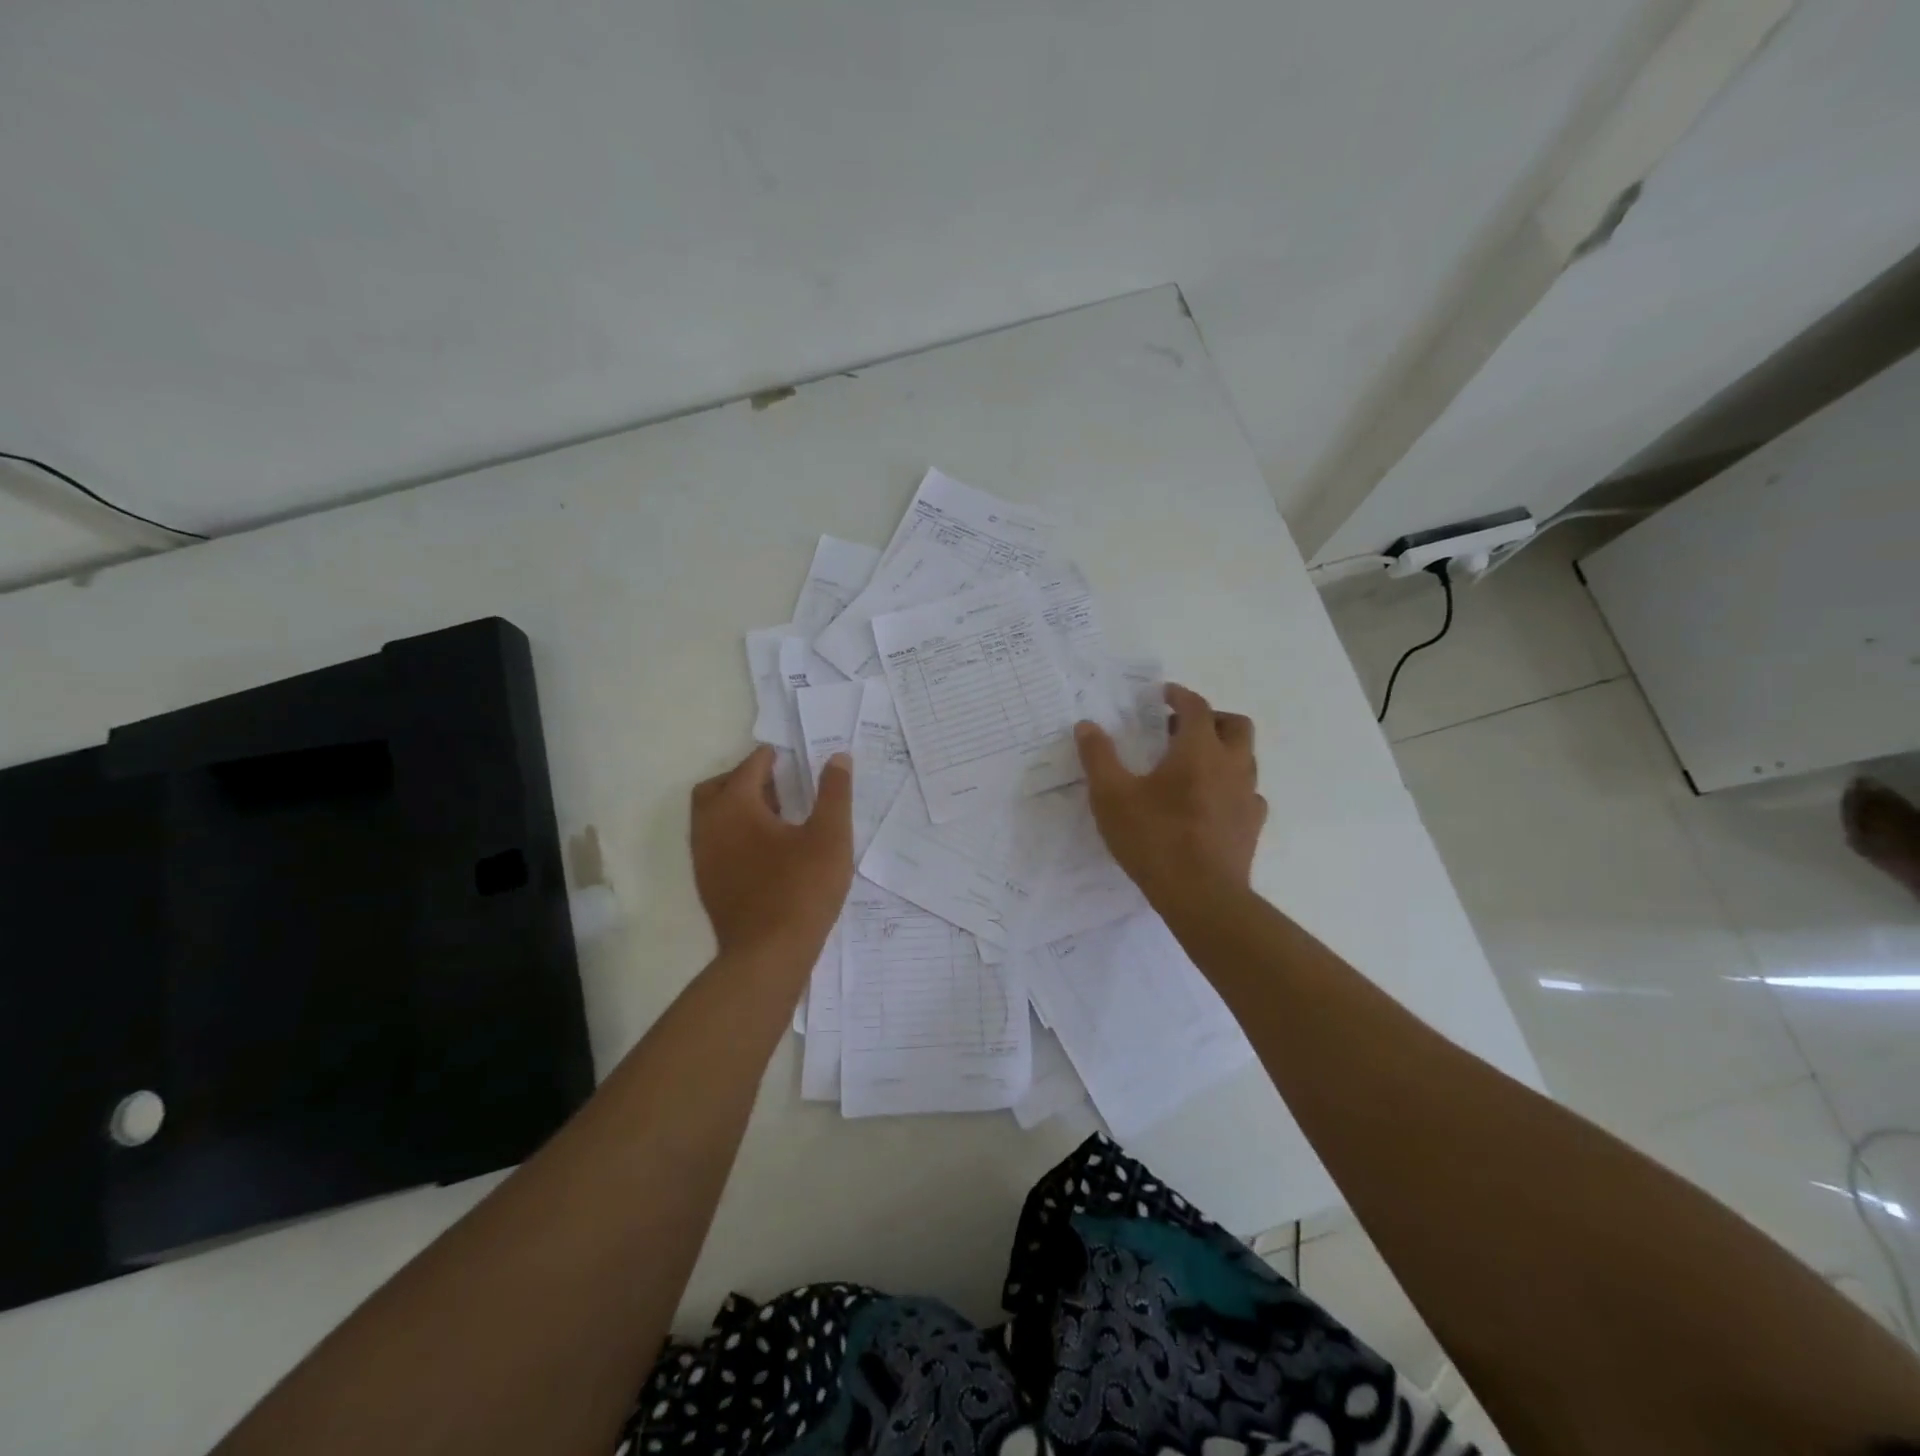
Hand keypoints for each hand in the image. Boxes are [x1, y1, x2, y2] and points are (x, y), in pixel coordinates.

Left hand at [690, 746, 853, 960]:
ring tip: (776, 816)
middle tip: (777, 784)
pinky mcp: (708, 884)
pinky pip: (715, 843)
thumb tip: (838, 757)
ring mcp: (704, 859)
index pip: (749, 768)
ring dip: (737, 807)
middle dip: (744, 779)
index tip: (787, 757)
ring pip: (712, 818)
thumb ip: (835, 793)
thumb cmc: (802, 889)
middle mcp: (710, 827)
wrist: (768, 955)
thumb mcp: (830, 836)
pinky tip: (766, 850)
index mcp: (735, 808)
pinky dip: (734, 833)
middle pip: (718, 788)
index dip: (768, 758)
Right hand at [1074, 683, 1266, 908]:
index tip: (1163, 695)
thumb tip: (1087, 726)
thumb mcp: (1111, 796)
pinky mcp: (1252, 825)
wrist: (1201, 896)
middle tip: (1181, 729)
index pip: (1196, 707)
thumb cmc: (1154, 839)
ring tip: (1193, 765)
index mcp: (1198, 751)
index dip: (1179, 696)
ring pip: (1245, 758)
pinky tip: (1211, 802)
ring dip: (1223, 750)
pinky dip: (1231, 787)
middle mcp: (1231, 765)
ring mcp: (1247, 796)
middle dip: (1210, 718)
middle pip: (1235, 725)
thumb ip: (1098, 757)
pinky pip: (1248, 793)